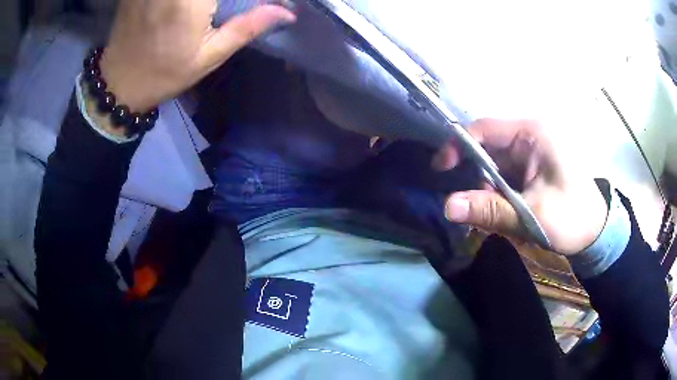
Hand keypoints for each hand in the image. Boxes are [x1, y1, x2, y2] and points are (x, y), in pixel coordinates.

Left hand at [99, 0, 295, 112]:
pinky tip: (184, 9)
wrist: (119, 83)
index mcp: (190, 1)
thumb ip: (247, 27)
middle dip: (219, 0)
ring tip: (206, 10)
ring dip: (205, 0)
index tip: (244, 7)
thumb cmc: (165, 74)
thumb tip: (286, 12)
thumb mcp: (209, 56)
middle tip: (217, 9)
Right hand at [433, 119, 607, 255]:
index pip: (485, 128)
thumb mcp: (531, 216)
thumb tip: (447, 206)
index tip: (442, 170)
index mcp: (533, 134)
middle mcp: (530, 136)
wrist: (595, 232)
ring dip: (488, 188)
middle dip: (477, 176)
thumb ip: (490, 210)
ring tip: (496, 213)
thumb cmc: (572, 218)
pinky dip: (498, 191)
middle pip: (488, 147)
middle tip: (475, 206)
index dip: (459, 145)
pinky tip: (504, 209)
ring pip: (495, 163)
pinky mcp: (532, 167)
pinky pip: (505, 173)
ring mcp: (531, 152)